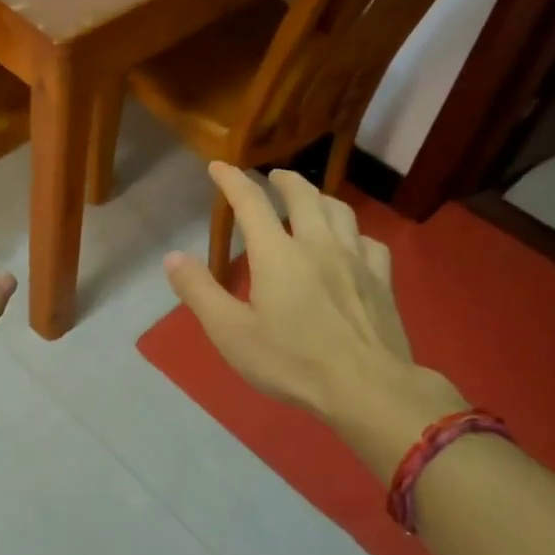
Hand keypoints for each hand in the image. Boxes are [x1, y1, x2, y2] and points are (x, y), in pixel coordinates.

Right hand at [165, 164, 466, 478]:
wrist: (367, 388)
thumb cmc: (291, 362)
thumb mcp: (230, 332)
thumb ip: (199, 291)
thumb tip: (173, 257)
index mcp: (277, 254)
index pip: (251, 203)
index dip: (232, 180)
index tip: (218, 166)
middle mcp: (318, 244)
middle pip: (303, 195)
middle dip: (283, 180)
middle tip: (270, 176)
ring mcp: (355, 260)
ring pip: (339, 211)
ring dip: (319, 197)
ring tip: (309, 199)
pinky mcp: (381, 280)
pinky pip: (369, 241)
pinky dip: (353, 232)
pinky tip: (351, 243)